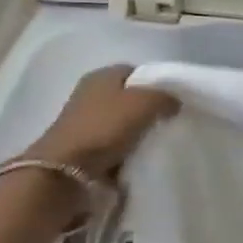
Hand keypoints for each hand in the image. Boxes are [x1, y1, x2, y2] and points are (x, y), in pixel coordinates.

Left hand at [24, 65, 177, 179]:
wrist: (67, 170)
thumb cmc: (105, 128)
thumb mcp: (143, 103)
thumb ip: (164, 97)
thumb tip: (175, 102)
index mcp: (101, 75)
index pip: (136, 71)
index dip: (156, 83)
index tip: (174, 101)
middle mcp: (90, 93)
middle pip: (128, 97)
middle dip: (148, 109)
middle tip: (169, 122)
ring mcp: (84, 121)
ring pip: (121, 121)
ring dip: (137, 131)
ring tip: (157, 143)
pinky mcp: (83, 146)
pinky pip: (113, 143)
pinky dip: (125, 150)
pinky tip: (138, 158)